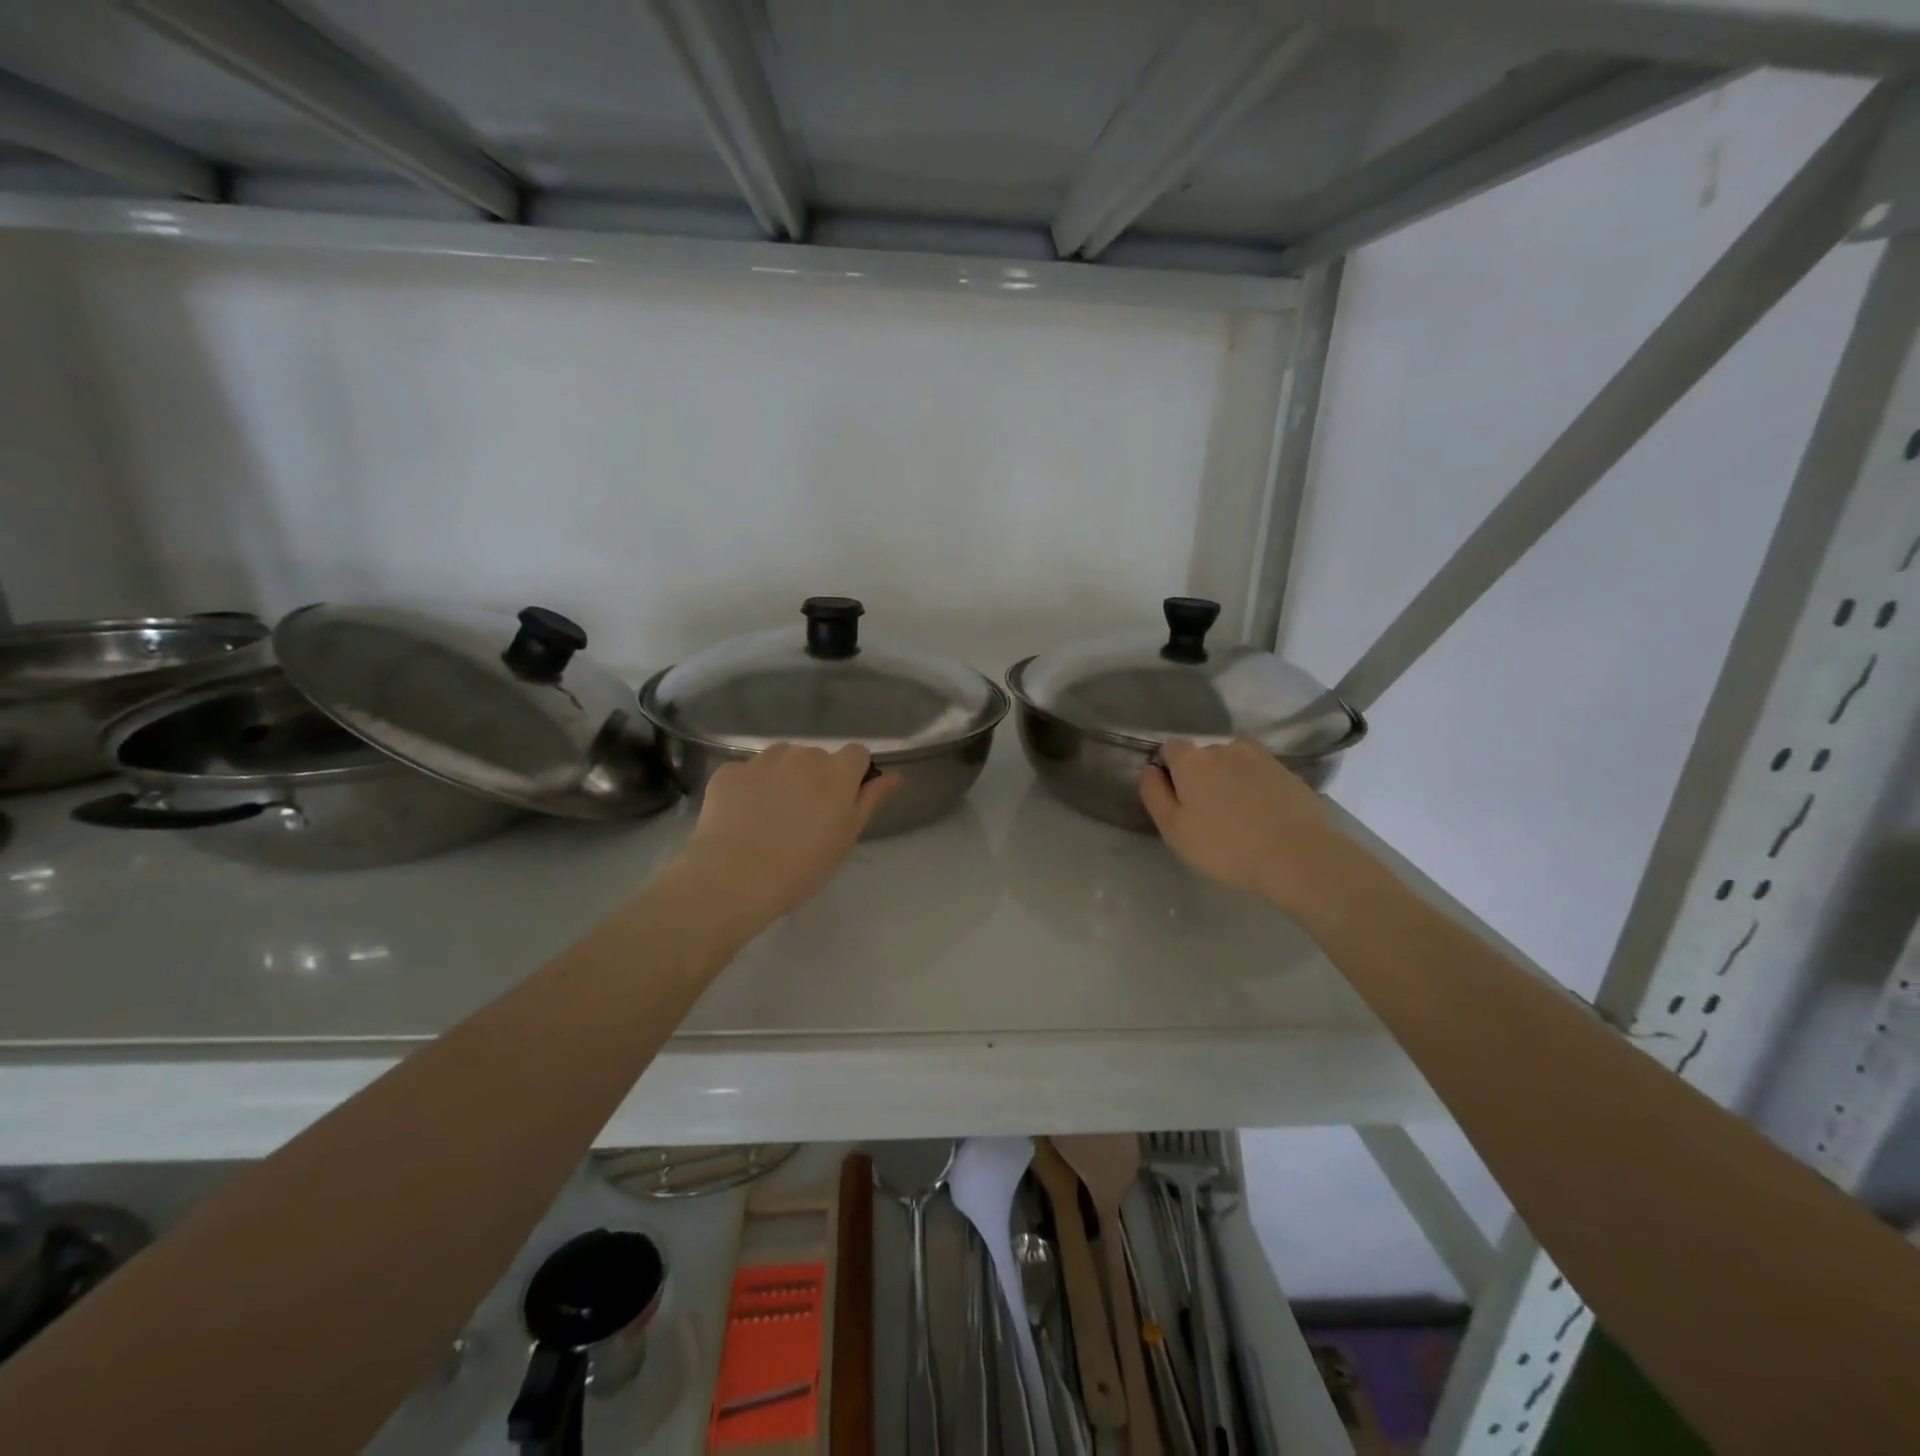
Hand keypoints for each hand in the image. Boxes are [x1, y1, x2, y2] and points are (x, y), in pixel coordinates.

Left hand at [679, 744, 897, 934]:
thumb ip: (870, 800)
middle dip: (815, 777)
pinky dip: (748, 788)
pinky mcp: (728, 771)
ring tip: (770, 815)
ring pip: (780, 759)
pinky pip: (746, 772)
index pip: (857, 753)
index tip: (843, 801)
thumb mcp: (846, 838)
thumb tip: (894, 776)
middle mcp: (802, 755)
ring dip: (782, 777)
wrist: (734, 877)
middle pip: (816, 757)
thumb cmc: (802, 866)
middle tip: (805, 816)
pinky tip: (741, 818)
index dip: (852, 774)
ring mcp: (762, 760)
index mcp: (837, 772)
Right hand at [1139, 738, 1346, 915]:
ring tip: (1238, 814)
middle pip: (1203, 755)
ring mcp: (1260, 757)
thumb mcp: (1174, 829)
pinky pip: (1259, 774)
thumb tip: (1148, 768)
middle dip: (1200, 776)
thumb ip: (1154, 794)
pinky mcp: (1288, 771)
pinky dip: (1255, 787)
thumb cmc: (1226, 847)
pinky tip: (1262, 816)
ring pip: (1233, 762)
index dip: (1168, 771)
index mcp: (1192, 760)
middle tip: (1207, 814)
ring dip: (1229, 779)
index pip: (1170, 748)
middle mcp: (1225, 747)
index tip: (1176, 800)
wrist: (1299, 857)